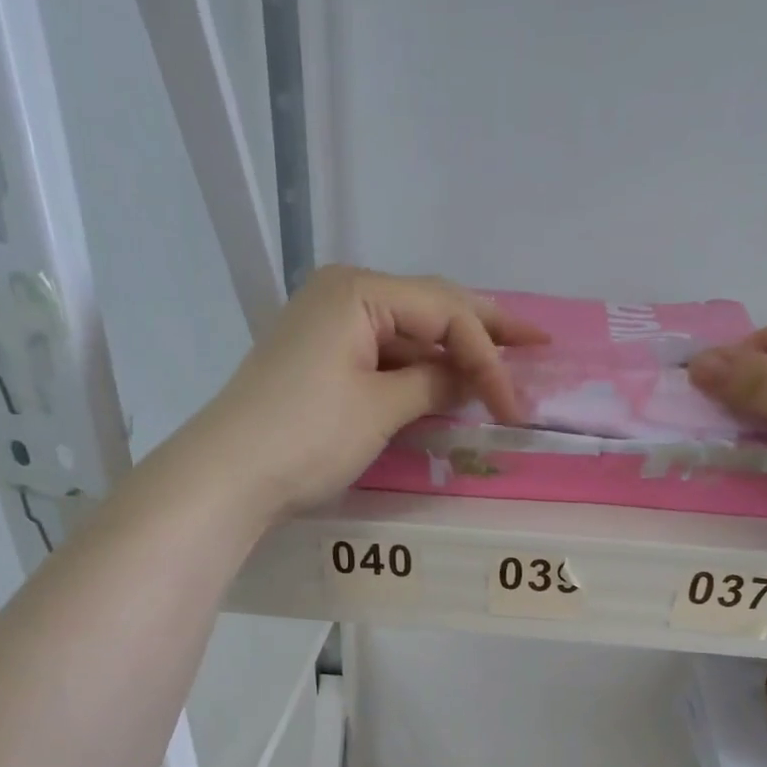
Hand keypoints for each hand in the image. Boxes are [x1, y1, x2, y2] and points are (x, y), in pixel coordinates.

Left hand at [191, 265, 548, 516]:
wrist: (229, 475)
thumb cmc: (307, 436)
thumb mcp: (380, 408)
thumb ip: (432, 384)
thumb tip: (468, 377)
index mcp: (359, 291)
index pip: (445, 312)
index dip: (489, 356)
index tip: (515, 406)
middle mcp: (343, 294)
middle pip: (429, 308)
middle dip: (484, 331)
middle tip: (537, 343)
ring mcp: (328, 326)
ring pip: (407, 333)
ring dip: (452, 353)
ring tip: (500, 366)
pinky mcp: (320, 359)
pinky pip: (383, 355)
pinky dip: (417, 371)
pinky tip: (445, 383)